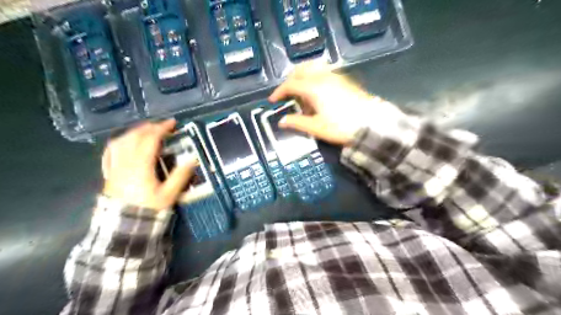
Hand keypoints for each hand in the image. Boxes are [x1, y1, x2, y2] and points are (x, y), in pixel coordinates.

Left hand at [102, 119, 195, 209]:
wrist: (124, 225)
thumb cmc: (148, 208)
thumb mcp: (169, 194)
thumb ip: (180, 176)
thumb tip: (192, 159)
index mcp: (141, 166)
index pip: (150, 139)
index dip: (161, 128)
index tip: (172, 123)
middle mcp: (125, 162)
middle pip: (134, 136)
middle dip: (149, 127)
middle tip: (162, 126)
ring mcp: (114, 166)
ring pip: (121, 140)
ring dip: (135, 131)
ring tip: (146, 130)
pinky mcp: (109, 172)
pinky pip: (110, 151)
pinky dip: (119, 141)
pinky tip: (125, 141)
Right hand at [270, 64, 405, 147]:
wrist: (371, 125)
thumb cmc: (341, 127)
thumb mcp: (316, 127)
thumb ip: (297, 122)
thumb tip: (282, 121)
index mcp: (314, 88)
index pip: (291, 84)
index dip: (279, 92)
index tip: (272, 100)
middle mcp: (323, 77)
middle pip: (301, 71)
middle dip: (290, 80)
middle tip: (286, 93)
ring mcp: (335, 76)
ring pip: (313, 67)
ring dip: (302, 75)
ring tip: (300, 89)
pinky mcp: (344, 80)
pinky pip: (324, 71)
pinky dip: (315, 76)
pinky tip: (317, 90)